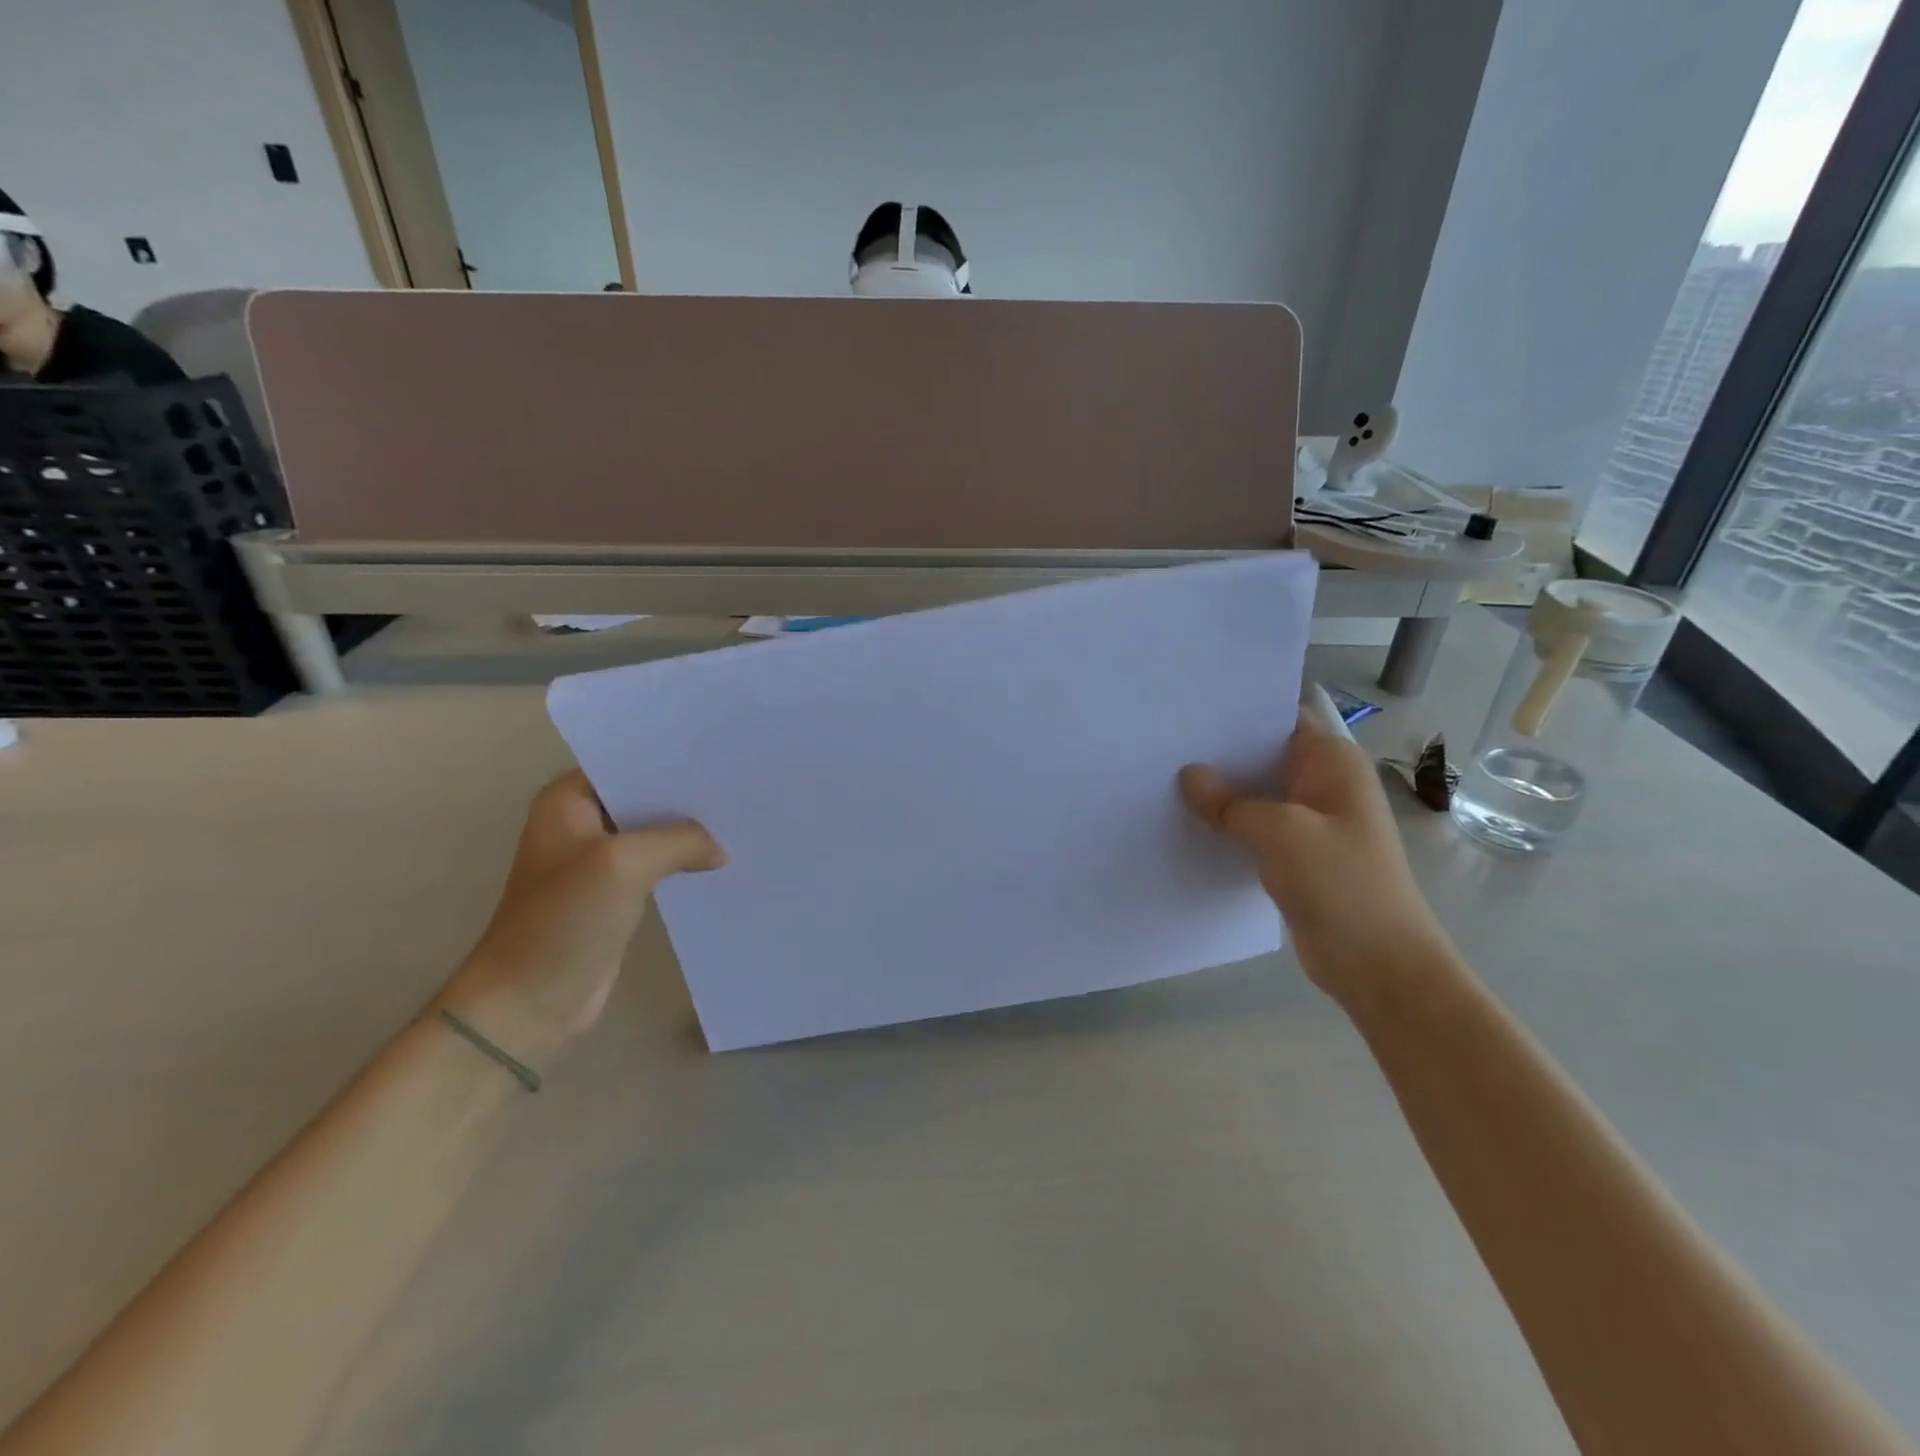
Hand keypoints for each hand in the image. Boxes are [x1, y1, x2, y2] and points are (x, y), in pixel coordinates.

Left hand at [439, 771, 724, 1062]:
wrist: (529, 1002)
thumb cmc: (564, 920)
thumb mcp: (626, 863)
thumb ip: (680, 839)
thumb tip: (719, 849)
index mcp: (568, 800)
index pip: (629, 763)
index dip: (673, 761)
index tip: (723, 758)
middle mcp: (581, 821)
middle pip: (646, 797)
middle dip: (688, 797)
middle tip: (741, 789)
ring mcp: (598, 859)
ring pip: (655, 832)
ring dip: (690, 833)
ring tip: (741, 820)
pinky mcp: (615, 893)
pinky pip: (658, 865)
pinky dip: (684, 863)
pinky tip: (722, 860)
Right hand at [1179, 707, 1458, 1007]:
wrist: (1379, 965)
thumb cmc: (1341, 884)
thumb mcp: (1281, 833)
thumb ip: (1231, 802)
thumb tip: (1188, 775)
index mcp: (1332, 762)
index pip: (1279, 718)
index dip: (1235, 712)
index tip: (1185, 712)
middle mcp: (1322, 783)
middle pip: (1262, 754)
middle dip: (1217, 752)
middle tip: (1161, 745)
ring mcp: (1309, 820)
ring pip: (1255, 792)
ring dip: (1219, 791)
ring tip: (1162, 778)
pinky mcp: (1295, 853)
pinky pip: (1254, 826)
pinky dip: (1226, 823)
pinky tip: (1186, 821)